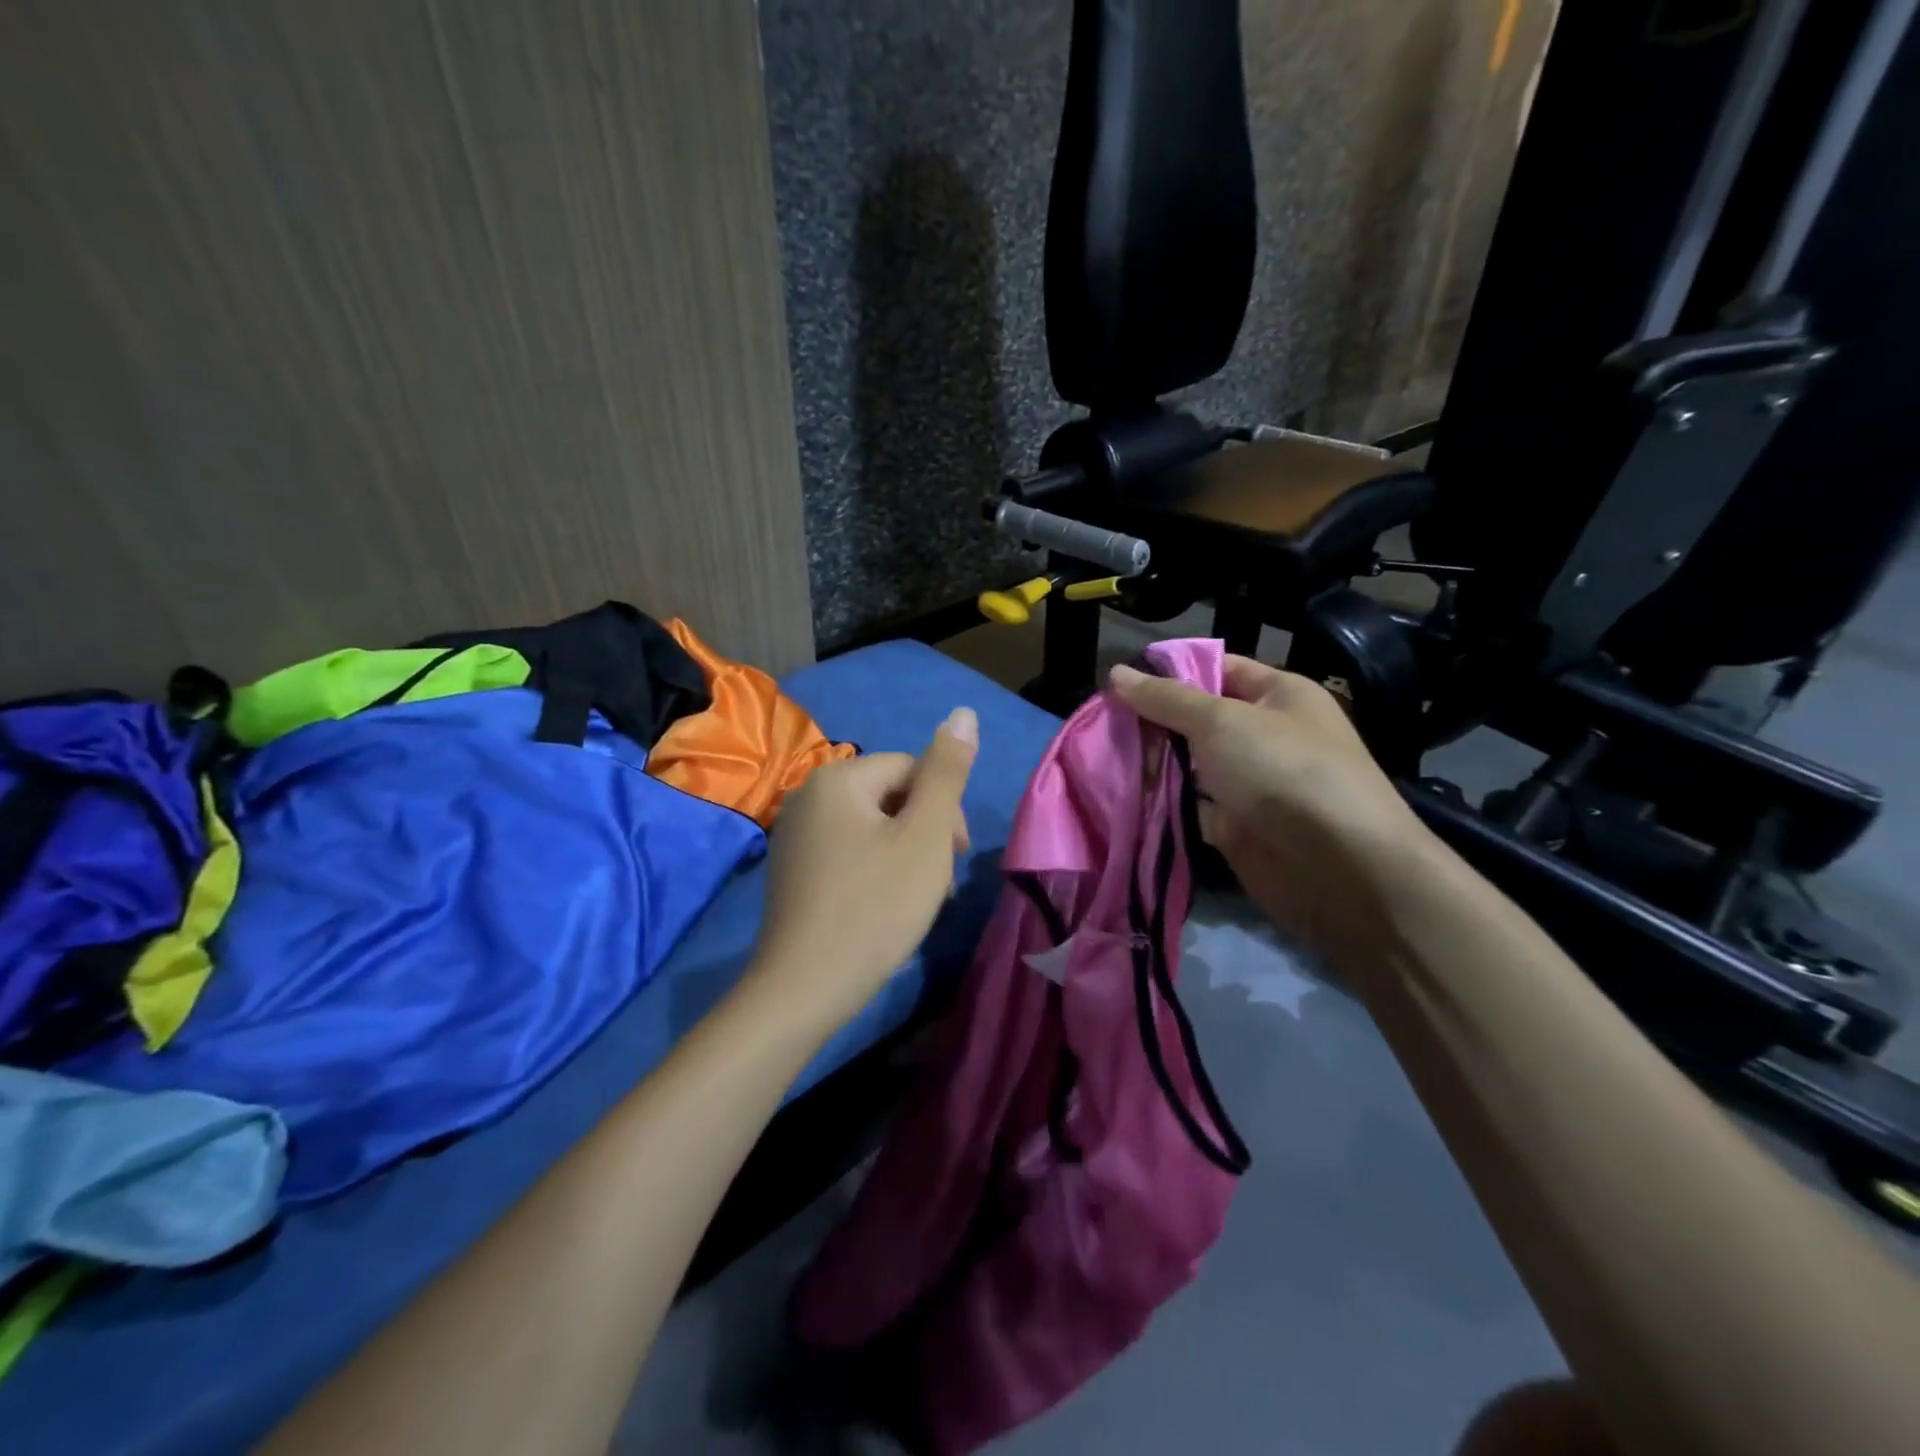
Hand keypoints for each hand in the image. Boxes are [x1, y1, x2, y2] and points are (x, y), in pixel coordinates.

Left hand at [750, 707, 978, 1030]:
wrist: (804, 988)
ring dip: (904, 853)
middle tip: (937, 881)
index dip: (944, 809)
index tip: (956, 856)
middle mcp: (808, 794)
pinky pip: (847, 850)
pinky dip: (874, 869)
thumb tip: (963, 712)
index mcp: (838, 777)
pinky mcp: (792, 868)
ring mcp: (794, 833)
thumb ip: (947, 772)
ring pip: (872, 826)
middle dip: (924, 831)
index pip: (912, 769)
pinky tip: (883, 906)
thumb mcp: (925, 836)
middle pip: (890, 795)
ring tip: (915, 898)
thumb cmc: (875, 907)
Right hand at [1109, 656, 1431, 965]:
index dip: (1169, 672)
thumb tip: (1116, 673)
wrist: (1338, 868)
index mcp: (1276, 695)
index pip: (1216, 669)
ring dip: (1151, 763)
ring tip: (1097, 755)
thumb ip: (1166, 699)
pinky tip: (1119, 794)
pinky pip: (1188, 806)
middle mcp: (1263, 735)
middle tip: (1099, 723)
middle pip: (1196, 719)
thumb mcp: (1221, 721)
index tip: (1116, 681)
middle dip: (1151, 721)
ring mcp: (1248, 783)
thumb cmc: (1283, 771)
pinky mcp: (1233, 826)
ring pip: (1188, 764)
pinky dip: (1160, 802)